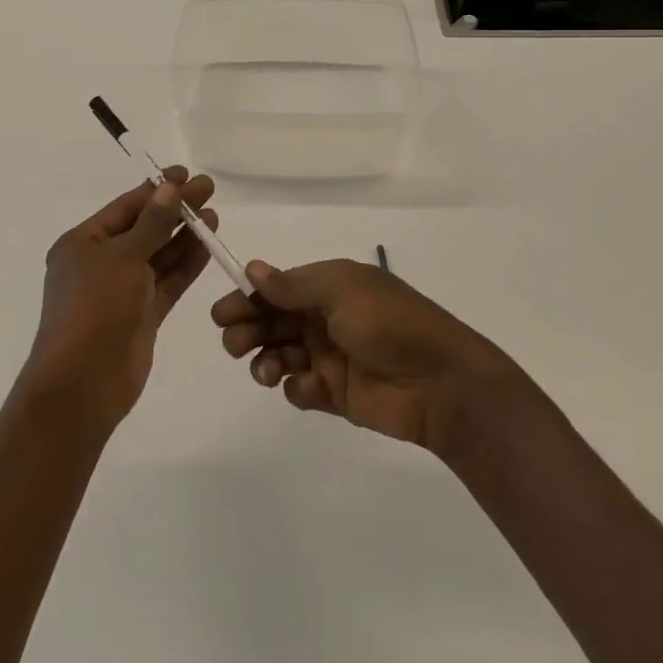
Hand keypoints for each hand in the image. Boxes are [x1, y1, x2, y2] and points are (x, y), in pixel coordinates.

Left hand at [25, 169, 217, 430]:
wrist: (83, 384)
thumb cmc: (95, 309)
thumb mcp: (123, 257)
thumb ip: (152, 223)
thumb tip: (171, 187)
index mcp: (82, 243)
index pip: (126, 207)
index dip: (157, 189)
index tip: (187, 174)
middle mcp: (100, 263)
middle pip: (145, 228)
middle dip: (175, 209)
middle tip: (209, 189)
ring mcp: (122, 291)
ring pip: (158, 255)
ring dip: (184, 235)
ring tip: (214, 214)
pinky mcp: (142, 315)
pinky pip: (167, 282)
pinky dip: (186, 264)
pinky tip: (208, 246)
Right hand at [210, 258, 523, 453]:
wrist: (440, 382)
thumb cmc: (389, 323)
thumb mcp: (341, 291)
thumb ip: (293, 285)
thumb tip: (253, 268)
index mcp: (329, 287)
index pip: (277, 289)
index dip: (248, 298)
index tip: (222, 313)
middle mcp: (325, 318)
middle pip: (273, 321)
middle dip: (248, 329)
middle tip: (234, 343)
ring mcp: (330, 357)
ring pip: (281, 354)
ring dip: (265, 360)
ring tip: (265, 371)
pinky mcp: (336, 394)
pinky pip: (301, 388)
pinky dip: (296, 387)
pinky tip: (308, 388)